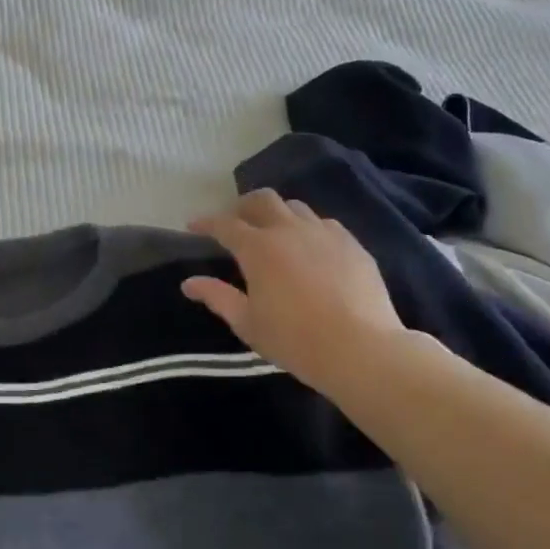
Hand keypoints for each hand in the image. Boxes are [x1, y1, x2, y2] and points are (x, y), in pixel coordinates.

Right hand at [183, 190, 408, 401]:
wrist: (361, 349)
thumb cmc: (294, 339)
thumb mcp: (247, 323)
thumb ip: (217, 297)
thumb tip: (189, 283)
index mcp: (258, 248)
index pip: (224, 224)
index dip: (205, 222)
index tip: (193, 225)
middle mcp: (289, 230)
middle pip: (262, 200)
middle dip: (243, 206)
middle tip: (236, 223)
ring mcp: (324, 233)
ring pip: (295, 207)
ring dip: (277, 214)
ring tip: (273, 232)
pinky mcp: (352, 244)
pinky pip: (324, 224)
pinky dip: (308, 228)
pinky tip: (310, 248)